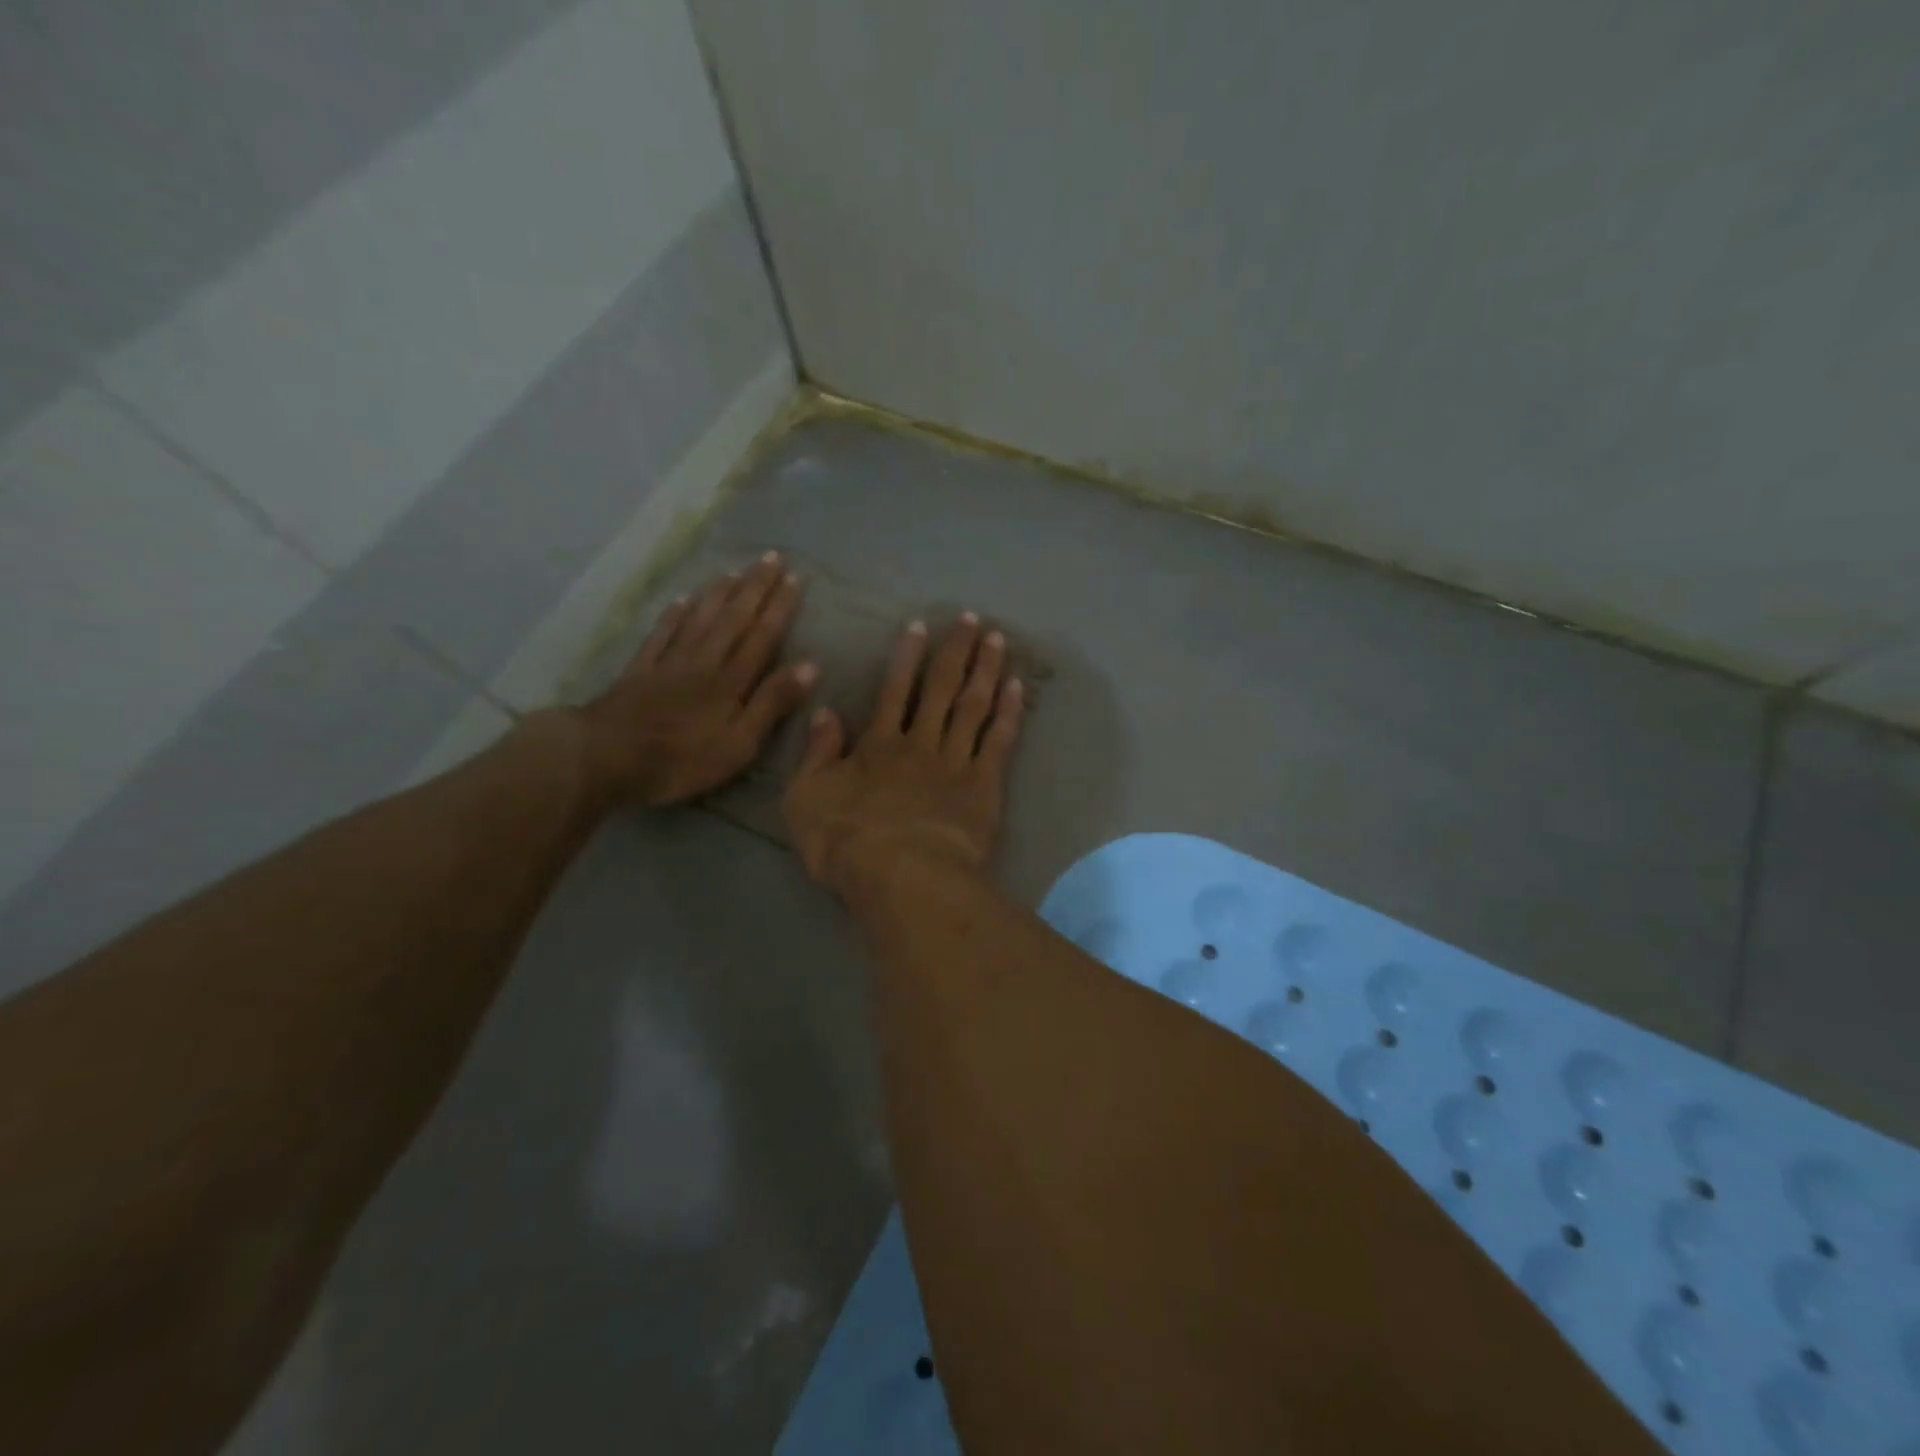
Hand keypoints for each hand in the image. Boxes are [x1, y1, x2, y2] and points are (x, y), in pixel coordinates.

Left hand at [575, 553, 815, 805]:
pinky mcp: (639, 672)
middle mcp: (703, 662)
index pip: (762, 636)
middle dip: (755, 588)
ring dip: (719, 594)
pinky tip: (681, 599)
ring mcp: (668, 664)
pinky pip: (661, 635)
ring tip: (734, 570)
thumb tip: (810, 666)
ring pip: (699, 619)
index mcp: (731, 681)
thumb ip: (772, 703)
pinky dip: (673, 615)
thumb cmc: (681, 760)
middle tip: (771, 557)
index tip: (796, 578)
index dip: (780, 607)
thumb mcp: (739, 744)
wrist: (606, 757)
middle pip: (733, 619)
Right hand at [784, 615, 1025, 895]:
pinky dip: (1008, 713)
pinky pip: (999, 741)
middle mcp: (921, 743)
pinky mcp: (984, 787)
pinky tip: (1017, 689)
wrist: (902, 876)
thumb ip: (816, 753)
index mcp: (879, 745)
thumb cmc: (846, 842)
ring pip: (973, 707)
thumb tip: (824, 711)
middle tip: (972, 619)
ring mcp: (956, 763)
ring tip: (998, 640)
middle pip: (941, 688)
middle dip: (956, 651)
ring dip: (985, 671)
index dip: (907, 657)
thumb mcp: (805, 798)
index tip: (921, 625)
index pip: (894, 690)